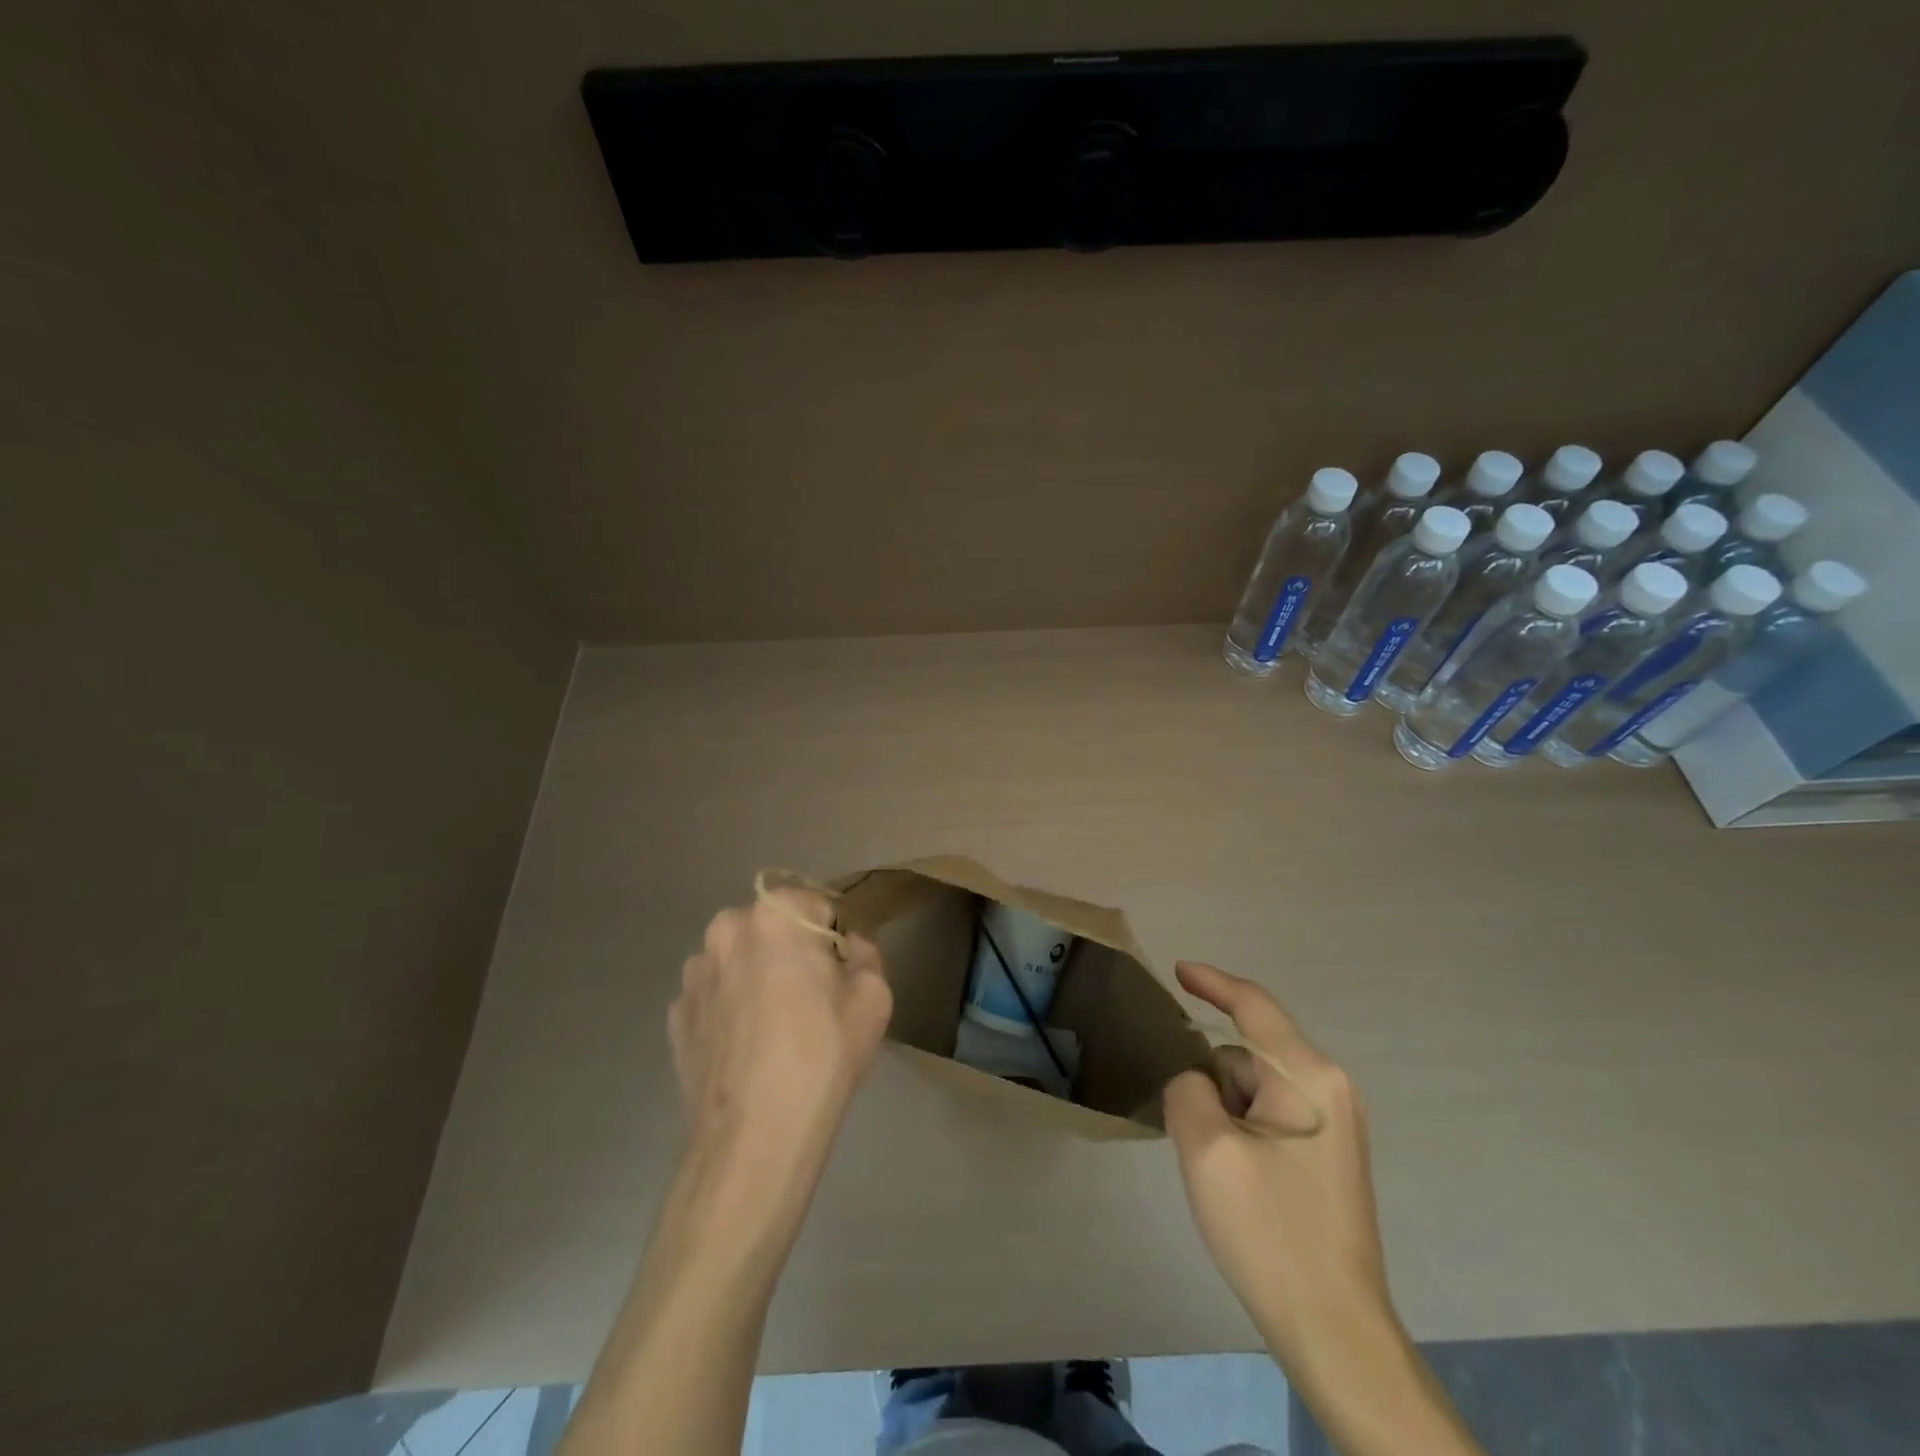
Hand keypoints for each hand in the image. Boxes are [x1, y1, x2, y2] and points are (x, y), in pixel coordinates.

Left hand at [670, 885, 891, 1175]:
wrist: (754, 1136)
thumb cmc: (822, 1054)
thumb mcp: (874, 996)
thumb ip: (865, 955)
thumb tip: (847, 949)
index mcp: (774, 915)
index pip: (814, 906)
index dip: (832, 939)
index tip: (839, 975)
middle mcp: (725, 930)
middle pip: (771, 929)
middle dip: (790, 952)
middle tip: (809, 1000)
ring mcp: (693, 974)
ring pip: (738, 961)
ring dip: (755, 977)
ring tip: (773, 1028)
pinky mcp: (675, 1015)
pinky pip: (713, 998)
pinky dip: (730, 1011)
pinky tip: (746, 1050)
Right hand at [1162, 961, 1392, 1369]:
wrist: (1335, 1330)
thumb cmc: (1270, 1231)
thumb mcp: (1206, 1150)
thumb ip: (1188, 1090)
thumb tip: (1197, 1082)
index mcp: (1308, 1077)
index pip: (1254, 1006)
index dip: (1212, 982)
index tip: (1177, 970)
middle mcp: (1330, 1088)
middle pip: (1250, 1052)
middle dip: (1212, 1076)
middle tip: (1188, 1128)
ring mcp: (1335, 1123)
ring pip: (1257, 1087)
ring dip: (1224, 1107)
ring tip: (1213, 1165)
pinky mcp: (1330, 1153)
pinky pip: (1271, 1113)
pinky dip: (1241, 1126)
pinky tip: (1233, 1176)